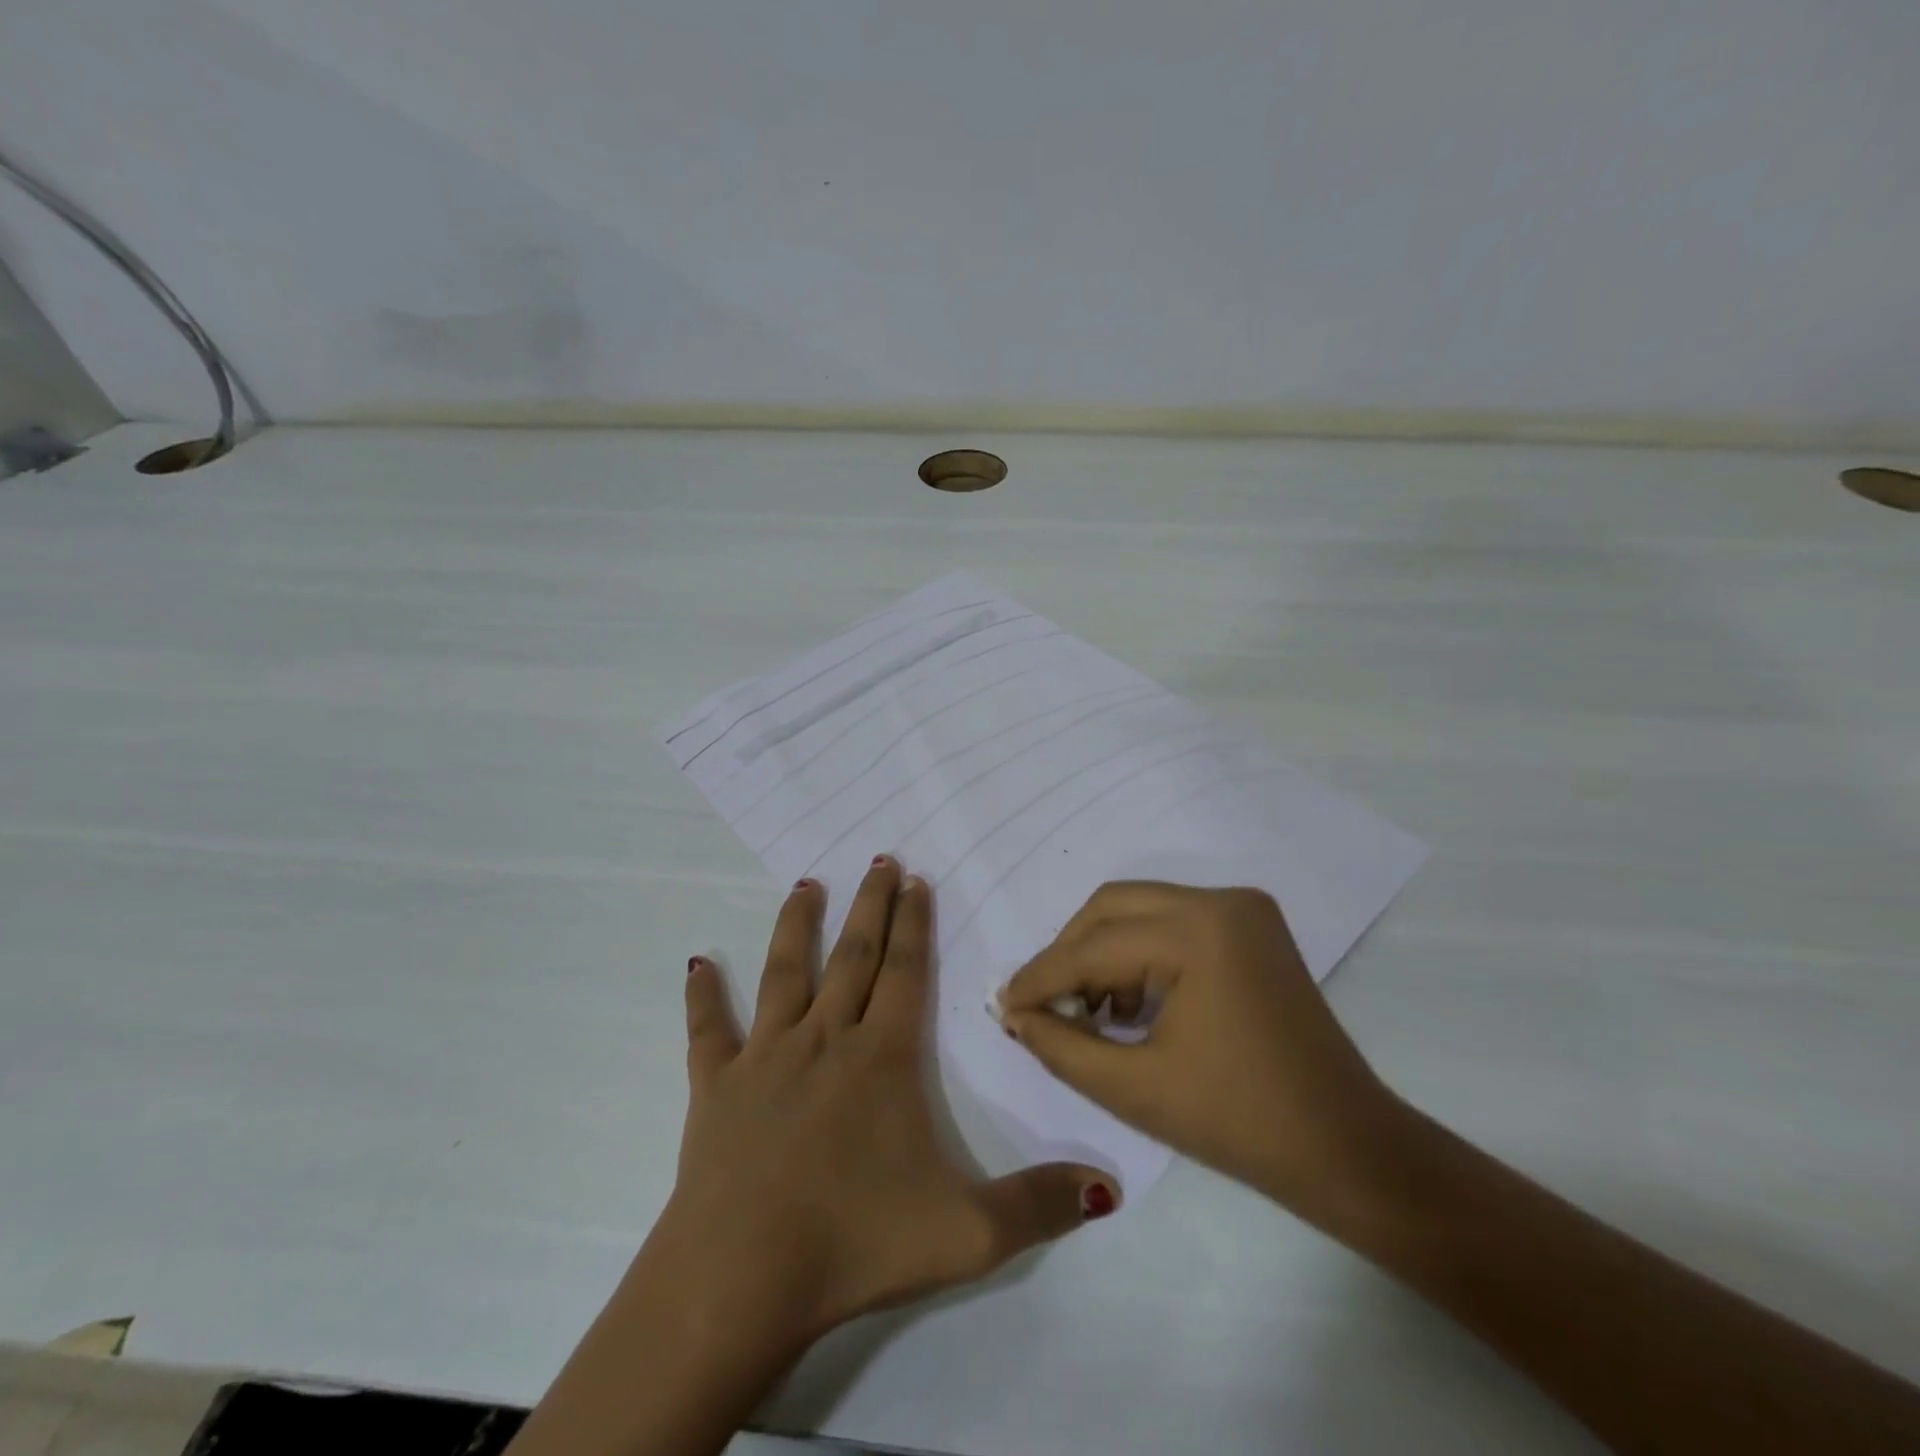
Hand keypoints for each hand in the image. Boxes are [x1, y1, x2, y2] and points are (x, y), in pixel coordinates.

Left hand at [660, 857, 1115, 1353]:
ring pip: (785, 973)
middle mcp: (824, 1039)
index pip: (905, 972)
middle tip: (878, 860)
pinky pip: (707, 1030)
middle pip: (853, 956)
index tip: (915, 879)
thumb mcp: (967, 1233)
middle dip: (870, 906)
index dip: (914, 923)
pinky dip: (703, 995)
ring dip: (796, 927)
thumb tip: (1110, 1186)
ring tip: (806, 886)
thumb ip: (1039, 1207)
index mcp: (880, 1057)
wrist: (740, 1279)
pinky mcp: (715, 1086)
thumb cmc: (855, 1243)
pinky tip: (697, 963)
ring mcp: (765, 1057)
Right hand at [997, 882, 1406, 1223]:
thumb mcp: (1134, 1088)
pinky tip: (1128, 1001)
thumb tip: (1014, 1016)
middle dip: (1069, 954)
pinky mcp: (1251, 925)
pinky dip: (1138, 951)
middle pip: (1111, 907)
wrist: (1346, 1148)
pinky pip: (1171, 920)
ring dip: (1101, 951)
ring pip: (1138, 908)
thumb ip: (1061, 1046)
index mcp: (1198, 932)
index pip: (1093, 946)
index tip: (1003, 1006)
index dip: (1041, 978)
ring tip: (1087, 1012)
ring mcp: (1242, 908)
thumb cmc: (1239, 1124)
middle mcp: (1221, 900)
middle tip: (1043, 1006)